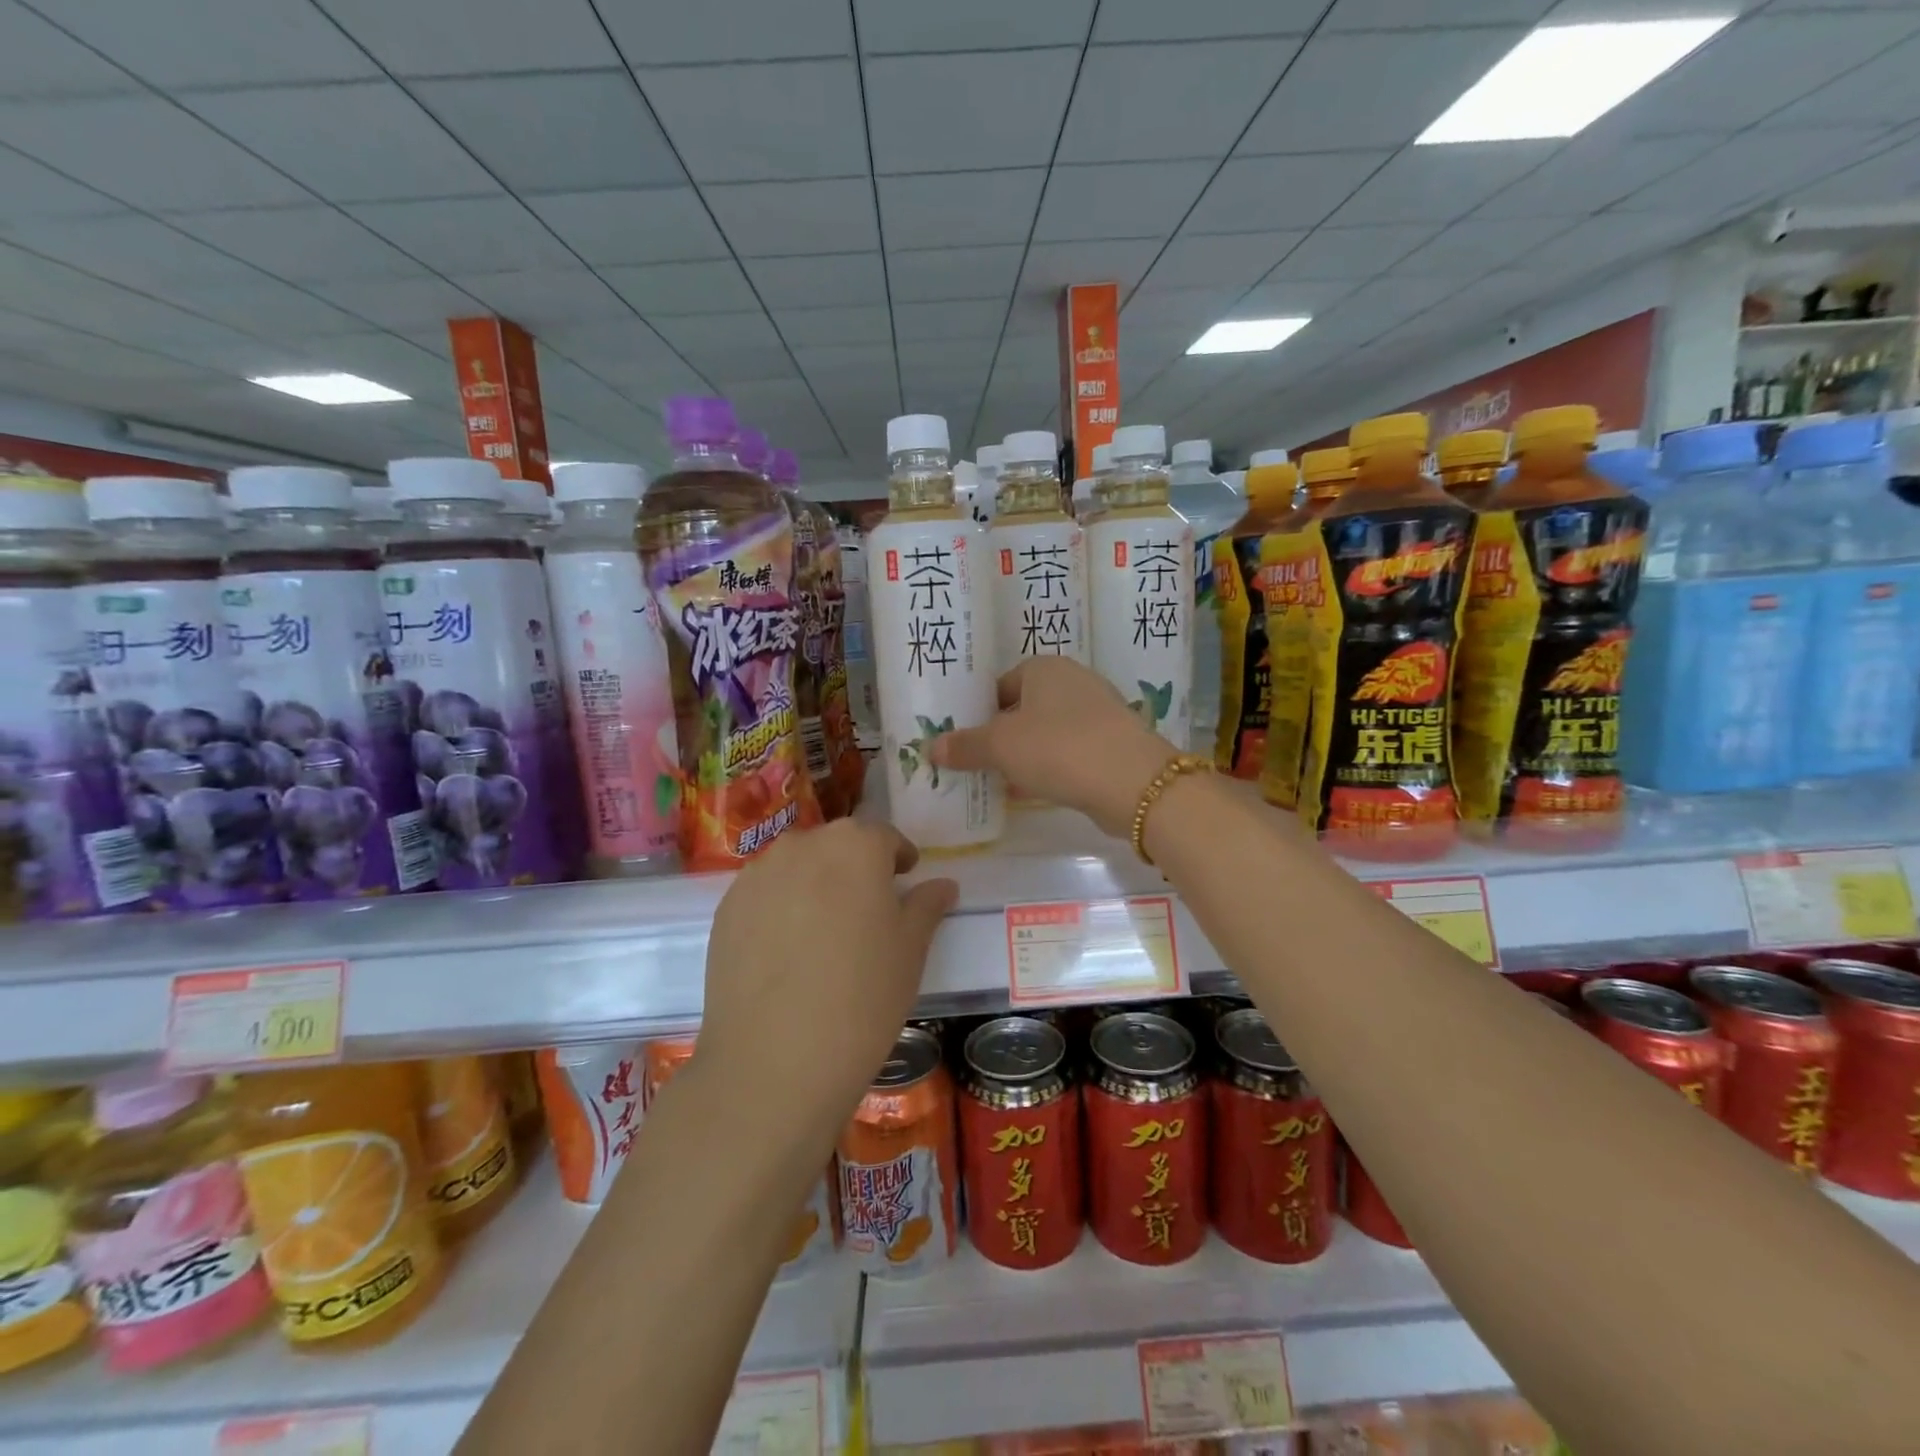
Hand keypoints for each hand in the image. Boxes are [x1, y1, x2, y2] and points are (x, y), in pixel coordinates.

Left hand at [698, 820, 956, 1136]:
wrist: (775, 1061)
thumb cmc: (863, 996)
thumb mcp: (910, 950)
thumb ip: (926, 906)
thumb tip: (942, 885)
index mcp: (855, 845)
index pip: (884, 837)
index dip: (898, 859)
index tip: (904, 882)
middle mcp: (803, 845)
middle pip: (837, 846)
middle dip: (855, 868)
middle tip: (867, 913)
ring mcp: (758, 875)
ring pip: (797, 867)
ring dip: (815, 884)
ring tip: (824, 934)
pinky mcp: (726, 908)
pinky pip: (765, 894)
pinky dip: (781, 908)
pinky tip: (787, 953)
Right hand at [930, 657, 1176, 837]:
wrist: (1132, 782)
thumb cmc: (1058, 748)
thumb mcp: (1001, 746)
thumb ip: (965, 746)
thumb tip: (931, 748)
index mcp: (1045, 668)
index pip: (1000, 684)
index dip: (978, 711)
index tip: (961, 739)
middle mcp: (1074, 681)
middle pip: (1023, 708)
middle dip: (1000, 735)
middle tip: (974, 762)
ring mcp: (1098, 712)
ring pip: (1047, 732)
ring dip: (1024, 754)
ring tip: (997, 780)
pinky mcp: (1112, 744)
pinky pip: (1068, 752)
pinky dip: (1049, 767)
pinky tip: (1032, 791)